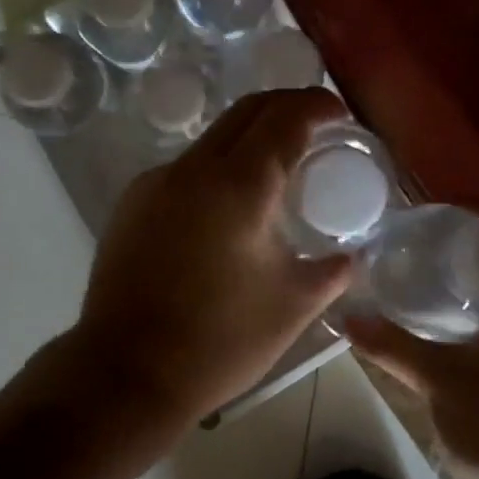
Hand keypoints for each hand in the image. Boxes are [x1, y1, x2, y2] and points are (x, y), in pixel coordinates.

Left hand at [63, 87, 355, 426]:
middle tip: (316, 126)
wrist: (126, 373)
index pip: (285, 117)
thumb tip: (351, 256)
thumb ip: (331, 271)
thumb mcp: (292, 305)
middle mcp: (194, 168)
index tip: (340, 114)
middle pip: (246, 111)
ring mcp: (156, 182)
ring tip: (275, 170)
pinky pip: (185, 169)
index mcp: (239, 184)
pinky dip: (217, 169)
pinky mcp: (132, 203)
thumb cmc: (219, 341)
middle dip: (285, 106)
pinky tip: (226, 209)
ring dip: (249, 137)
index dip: (318, 105)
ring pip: (212, 138)